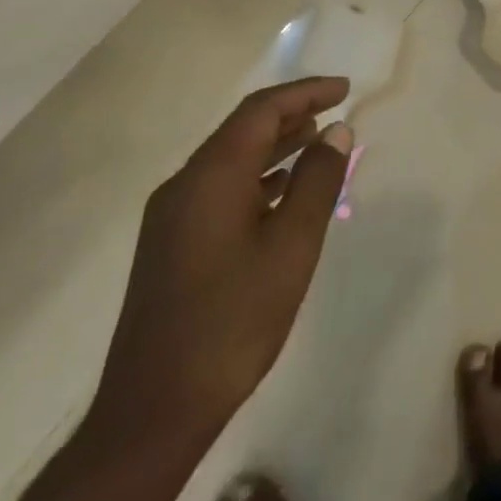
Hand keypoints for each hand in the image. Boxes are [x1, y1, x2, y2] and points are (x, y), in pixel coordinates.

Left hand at [89, 79, 353, 453]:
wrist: (154, 411)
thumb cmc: (233, 322)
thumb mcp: (292, 247)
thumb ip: (318, 182)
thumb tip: (337, 131)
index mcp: (210, 178)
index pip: (260, 111)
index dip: (305, 92)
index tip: (346, 89)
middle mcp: (183, 186)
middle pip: (241, 130)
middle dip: (291, 113)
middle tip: (337, 111)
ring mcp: (171, 217)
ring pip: (230, 159)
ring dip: (276, 145)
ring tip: (319, 141)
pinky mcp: (171, 244)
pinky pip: (221, 188)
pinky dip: (258, 176)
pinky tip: (284, 191)